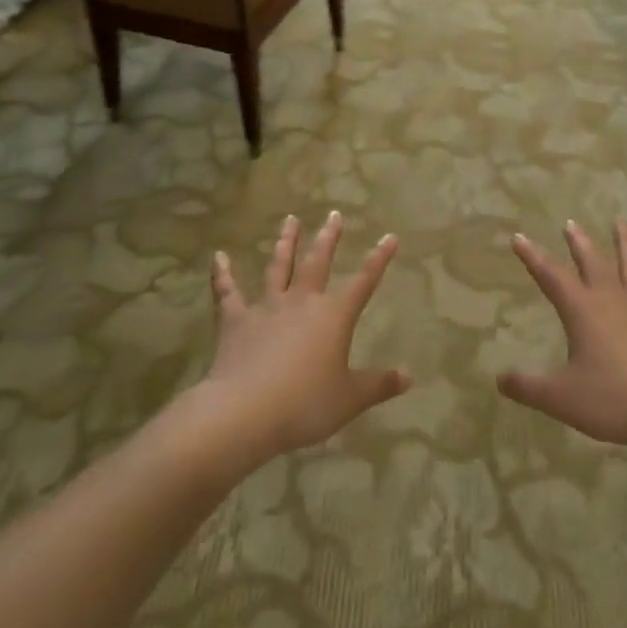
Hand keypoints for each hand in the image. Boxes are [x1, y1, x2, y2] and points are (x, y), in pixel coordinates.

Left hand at [200, 213, 410, 458]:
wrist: (245, 412)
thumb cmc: (305, 405)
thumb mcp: (349, 399)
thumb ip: (379, 385)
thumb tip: (408, 377)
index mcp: (334, 316)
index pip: (364, 281)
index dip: (379, 259)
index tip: (390, 237)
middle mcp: (302, 302)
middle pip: (318, 261)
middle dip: (328, 237)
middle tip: (334, 214)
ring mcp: (266, 307)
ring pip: (278, 267)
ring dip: (285, 242)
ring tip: (290, 219)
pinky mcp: (234, 321)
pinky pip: (227, 292)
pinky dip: (222, 274)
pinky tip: (218, 257)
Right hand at [499, 220, 626, 449]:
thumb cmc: (612, 400)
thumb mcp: (560, 398)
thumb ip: (528, 387)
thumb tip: (499, 381)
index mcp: (582, 311)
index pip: (551, 276)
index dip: (533, 257)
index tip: (519, 236)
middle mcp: (612, 301)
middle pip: (593, 263)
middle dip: (579, 243)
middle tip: (571, 223)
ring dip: (626, 244)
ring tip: (622, 222)